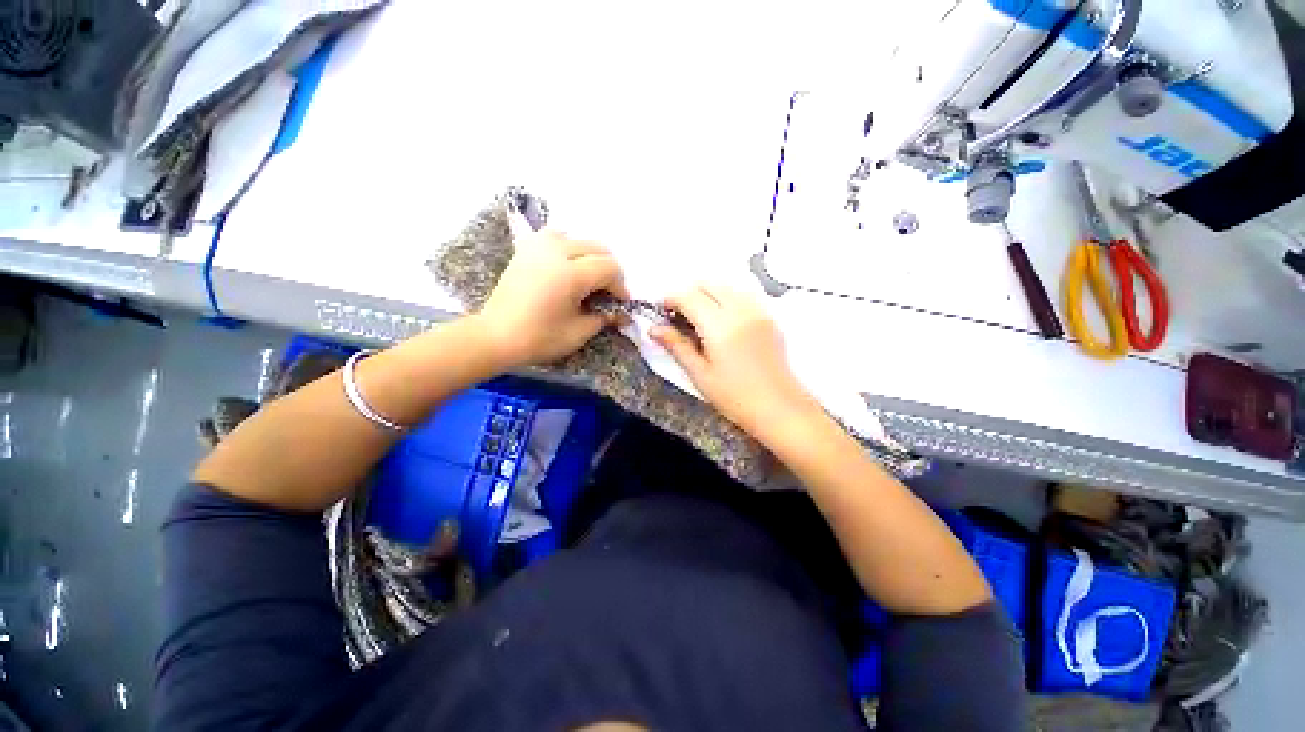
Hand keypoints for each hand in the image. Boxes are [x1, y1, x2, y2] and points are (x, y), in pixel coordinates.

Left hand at [478, 227, 627, 367]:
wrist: (496, 336)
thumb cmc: (539, 338)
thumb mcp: (579, 332)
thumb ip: (604, 317)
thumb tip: (621, 313)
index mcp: (572, 274)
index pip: (610, 268)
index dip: (620, 286)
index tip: (620, 303)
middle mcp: (557, 252)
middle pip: (597, 248)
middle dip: (608, 270)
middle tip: (607, 293)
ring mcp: (538, 247)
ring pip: (577, 238)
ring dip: (588, 256)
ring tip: (586, 277)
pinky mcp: (525, 250)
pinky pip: (553, 237)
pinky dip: (566, 247)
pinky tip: (565, 265)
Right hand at [651, 284, 815, 437]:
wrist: (779, 407)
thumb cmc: (734, 397)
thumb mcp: (699, 374)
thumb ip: (676, 346)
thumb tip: (653, 329)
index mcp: (719, 326)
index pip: (689, 296)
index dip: (671, 299)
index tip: (662, 312)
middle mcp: (739, 310)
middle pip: (707, 284)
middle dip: (688, 294)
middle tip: (679, 317)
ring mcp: (757, 311)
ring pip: (725, 286)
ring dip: (707, 294)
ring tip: (699, 319)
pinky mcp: (768, 317)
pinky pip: (742, 295)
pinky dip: (726, 298)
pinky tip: (722, 321)